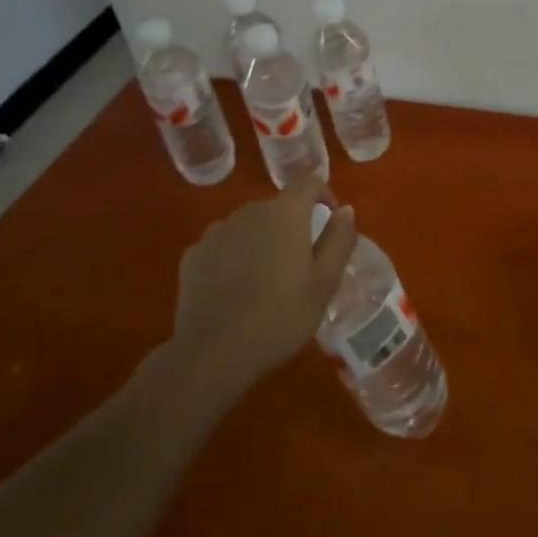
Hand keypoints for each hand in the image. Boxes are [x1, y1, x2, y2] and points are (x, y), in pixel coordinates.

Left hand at [171, 175, 358, 391]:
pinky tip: (235, 291)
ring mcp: (217, 231)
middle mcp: (249, 211)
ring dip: (262, 241)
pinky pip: (223, 245)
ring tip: (265, 280)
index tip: (329, 223)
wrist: (212, 354)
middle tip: (299, 265)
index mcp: (285, 213)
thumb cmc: (279, 317)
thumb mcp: (324, 284)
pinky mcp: (193, 255)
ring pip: (249, 226)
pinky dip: (234, 257)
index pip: (309, 182)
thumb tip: (345, 210)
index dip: (324, 195)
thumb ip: (339, 240)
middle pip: (278, 206)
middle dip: (292, 226)